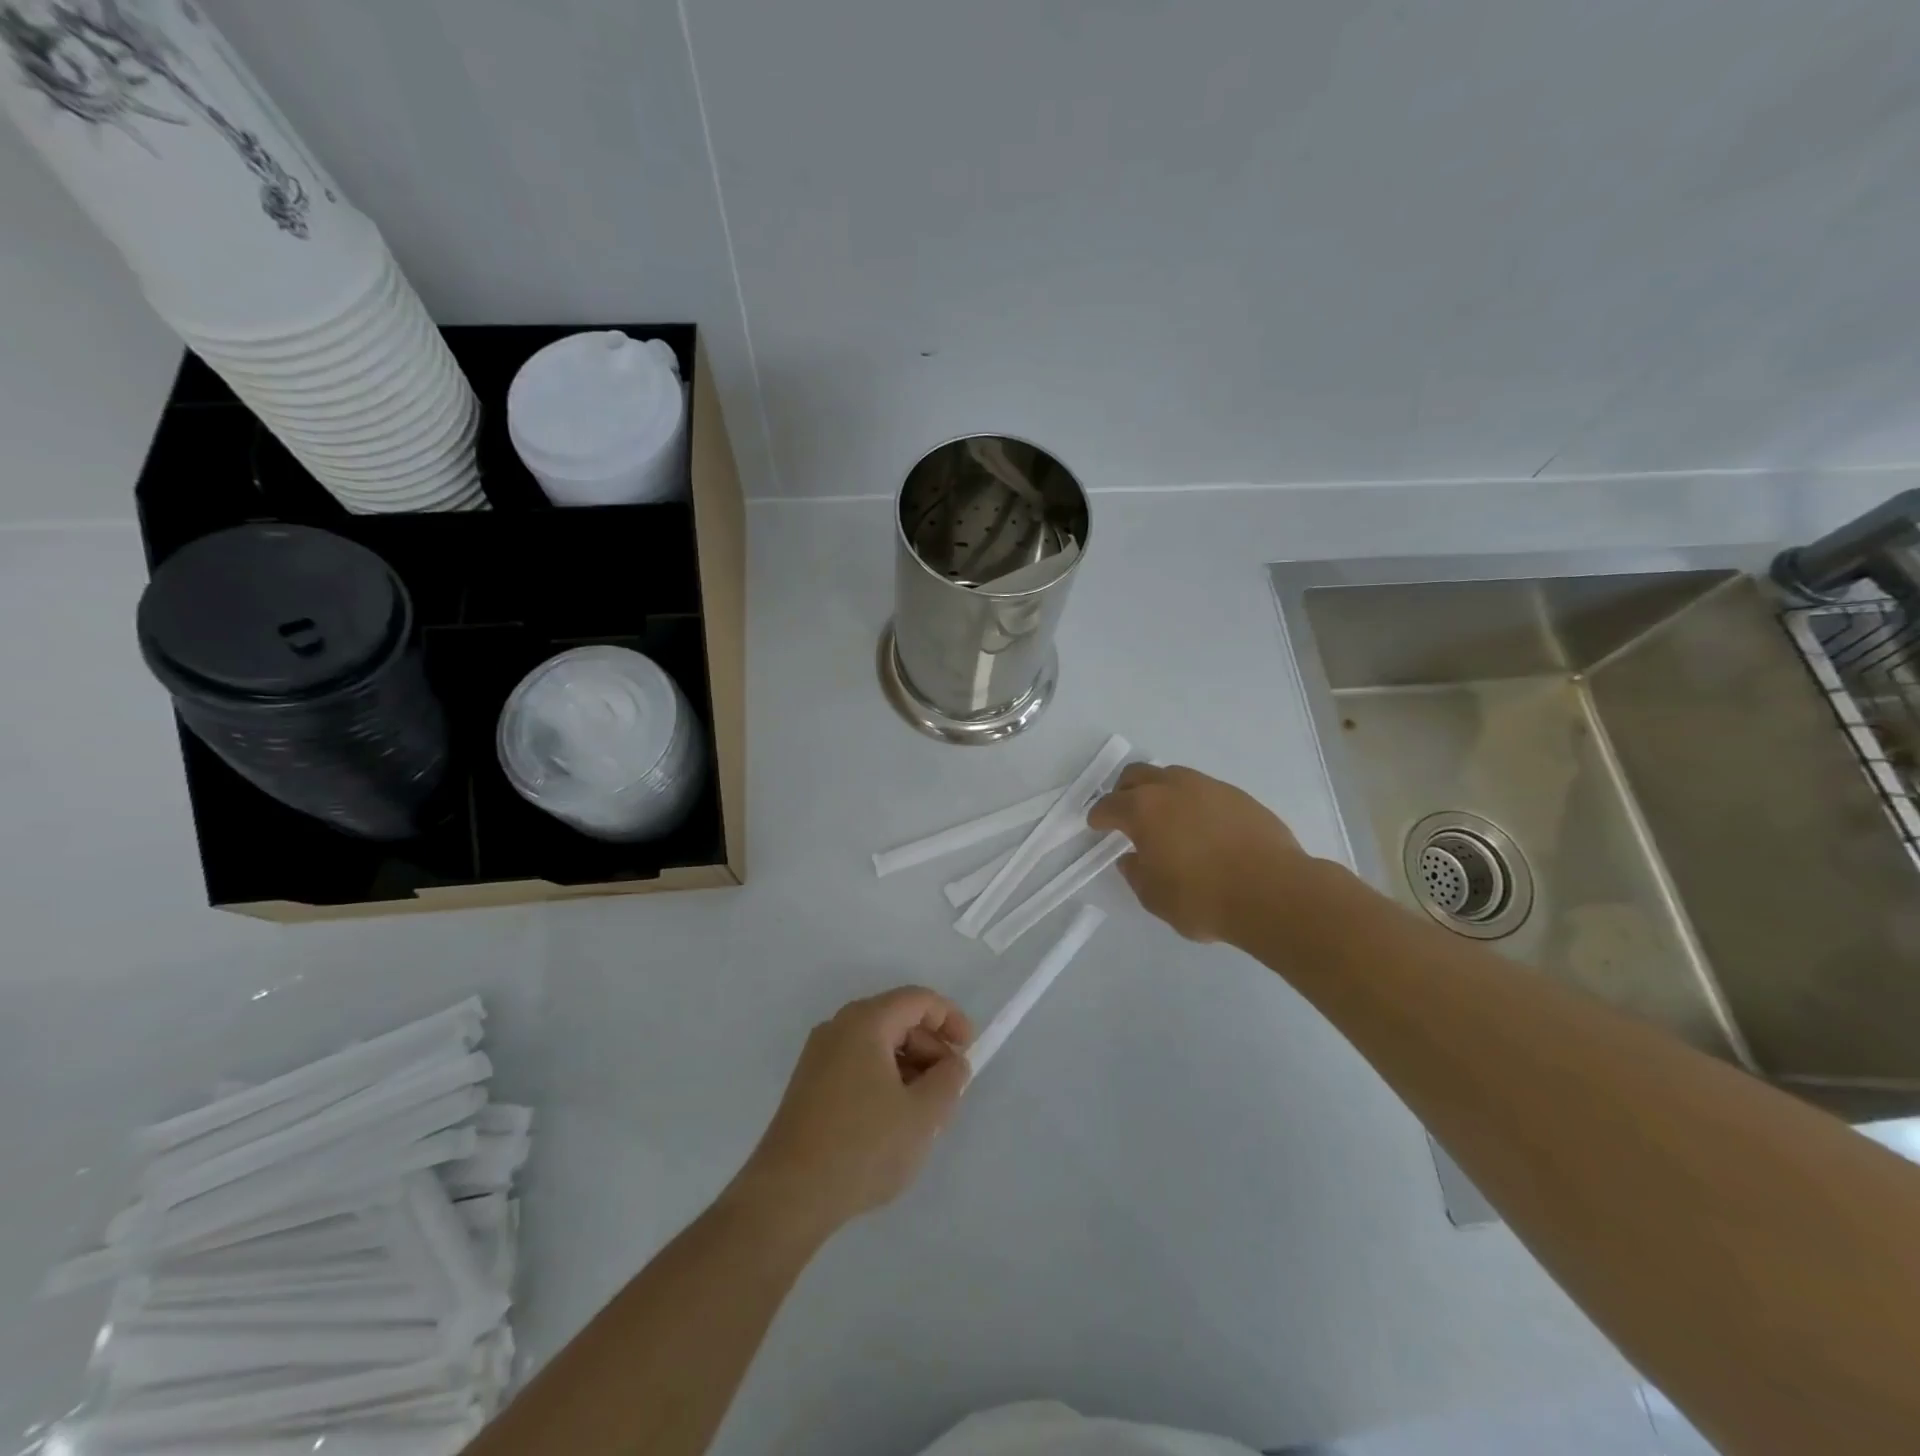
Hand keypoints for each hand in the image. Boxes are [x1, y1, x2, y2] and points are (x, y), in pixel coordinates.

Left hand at [731, 988, 973, 1239]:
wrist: (788, 1196)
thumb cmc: (863, 1146)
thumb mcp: (922, 1115)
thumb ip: (948, 1080)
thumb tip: (953, 1063)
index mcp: (865, 1022)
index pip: (918, 1000)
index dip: (950, 1018)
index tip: (969, 1051)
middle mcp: (838, 1028)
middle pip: (897, 1020)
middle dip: (930, 1048)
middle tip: (950, 1089)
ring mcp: (819, 1057)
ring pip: (877, 1045)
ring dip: (909, 1068)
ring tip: (925, 1112)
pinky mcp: (809, 1085)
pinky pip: (858, 1065)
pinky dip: (884, 1080)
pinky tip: (893, 1122)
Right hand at [1087, 763, 1306, 943]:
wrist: (1275, 893)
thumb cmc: (1203, 898)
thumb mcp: (1155, 897)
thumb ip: (1136, 874)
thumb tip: (1132, 858)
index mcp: (1143, 809)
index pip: (1109, 805)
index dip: (1099, 816)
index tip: (1097, 824)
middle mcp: (1173, 788)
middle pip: (1138, 775)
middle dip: (1125, 791)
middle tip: (1125, 812)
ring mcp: (1209, 787)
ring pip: (1173, 777)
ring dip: (1161, 791)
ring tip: (1166, 818)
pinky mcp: (1239, 796)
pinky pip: (1205, 790)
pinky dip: (1193, 802)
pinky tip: (1202, 827)